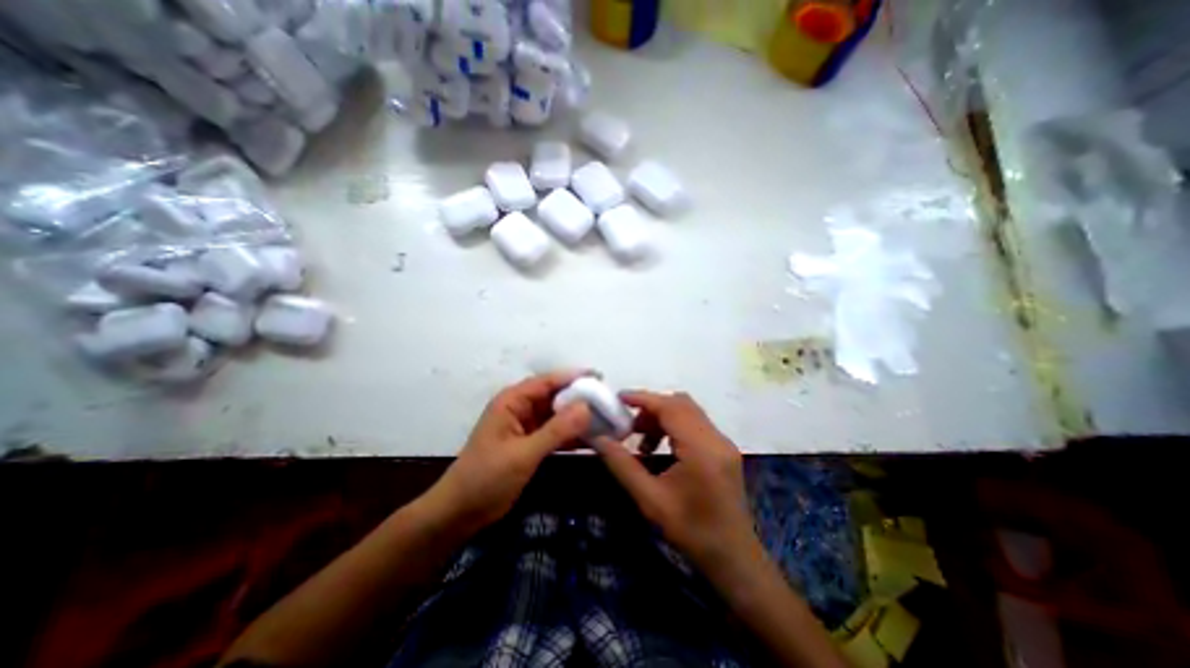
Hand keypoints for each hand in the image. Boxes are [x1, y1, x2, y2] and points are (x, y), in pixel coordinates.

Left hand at [431, 374, 591, 533]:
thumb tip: (587, 407)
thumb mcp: (523, 453)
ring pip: (558, 415)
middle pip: (555, 396)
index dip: (574, 377)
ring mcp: (527, 427)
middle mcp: (521, 408)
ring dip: (579, 418)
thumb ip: (556, 430)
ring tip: (607, 419)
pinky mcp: (531, 444)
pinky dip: (572, 435)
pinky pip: (556, 433)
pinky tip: (593, 439)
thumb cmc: (486, 478)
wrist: (461, 513)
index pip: (548, 381)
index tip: (601, 377)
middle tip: (609, 402)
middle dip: (580, 398)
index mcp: (513, 401)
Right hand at [588, 392, 760, 579]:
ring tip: (643, 443)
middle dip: (652, 408)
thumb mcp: (650, 500)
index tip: (619, 398)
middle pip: (680, 404)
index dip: (643, 398)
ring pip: (689, 412)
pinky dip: (675, 426)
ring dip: (663, 417)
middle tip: (628, 425)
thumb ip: (622, 465)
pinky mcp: (724, 449)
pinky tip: (662, 449)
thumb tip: (599, 439)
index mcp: (701, 449)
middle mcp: (716, 438)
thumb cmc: (691, 532)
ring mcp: (723, 443)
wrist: (733, 559)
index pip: (670, 407)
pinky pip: (696, 424)